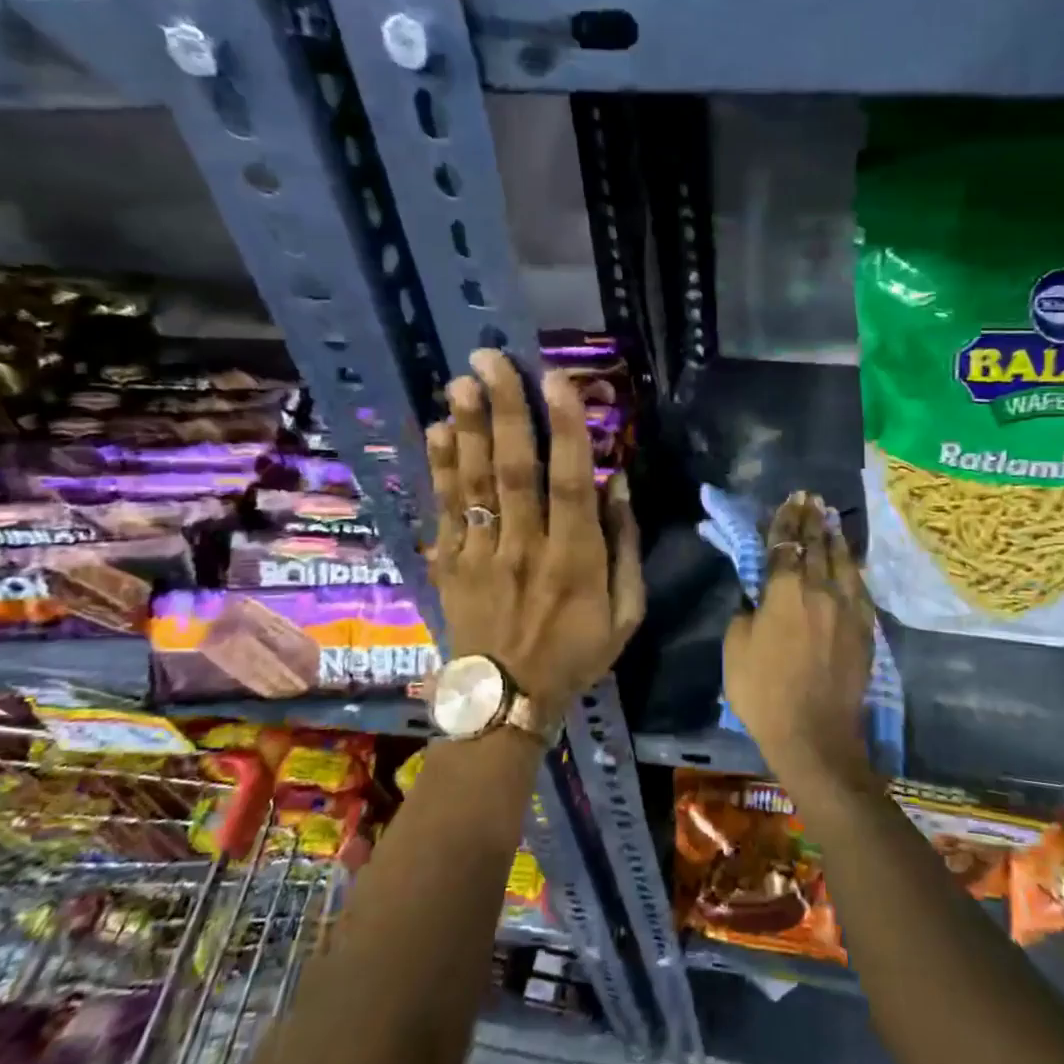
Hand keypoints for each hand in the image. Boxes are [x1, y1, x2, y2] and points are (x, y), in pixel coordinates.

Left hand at [425, 349, 643, 729]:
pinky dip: (440, 470)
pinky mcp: (451, 564)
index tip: (558, 381)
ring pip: (474, 484)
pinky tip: (437, 431)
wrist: (506, 702)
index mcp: (574, 560)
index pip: (571, 484)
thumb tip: (618, 484)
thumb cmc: (576, 654)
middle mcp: (525, 548)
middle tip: (491, 361)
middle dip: (506, 412)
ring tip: (459, 382)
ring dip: (468, 430)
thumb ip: (625, 547)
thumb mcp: (626, 613)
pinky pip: (444, 510)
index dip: (566, 430)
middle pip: (514, 470)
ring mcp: (481, 555)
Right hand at [723, 492, 875, 787]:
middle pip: (815, 545)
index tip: (789, 500)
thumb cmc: (764, 692)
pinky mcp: (865, 628)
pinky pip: (860, 586)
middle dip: (811, 519)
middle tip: (811, 498)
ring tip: (830, 515)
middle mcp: (819, 590)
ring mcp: (847, 608)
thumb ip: (746, 612)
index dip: (785, 520)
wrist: (814, 734)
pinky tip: (850, 557)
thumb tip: (757, 594)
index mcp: (784, 592)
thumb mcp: (735, 648)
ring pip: (842, 561)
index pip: (784, 545)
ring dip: (834, 535)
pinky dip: (852, 565)